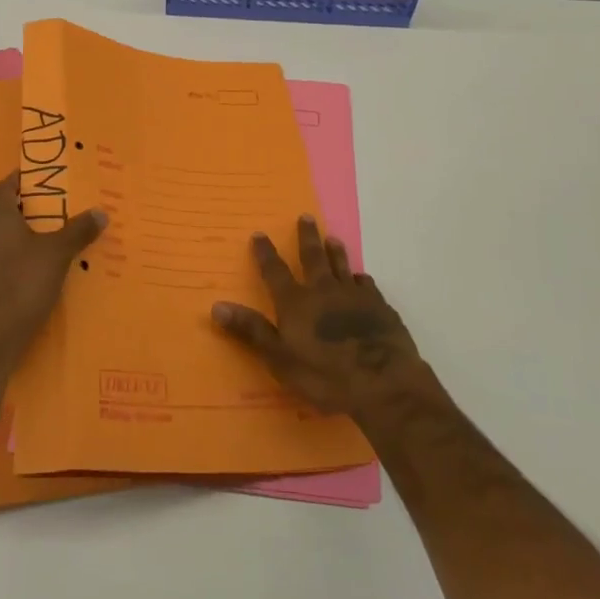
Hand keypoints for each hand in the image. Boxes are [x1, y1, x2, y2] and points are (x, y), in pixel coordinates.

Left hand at [0, 172, 105, 378]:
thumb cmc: (22, 284)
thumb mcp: (57, 254)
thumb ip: (78, 231)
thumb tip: (101, 210)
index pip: (4, 187)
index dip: (19, 180)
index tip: (38, 178)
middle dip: (20, 207)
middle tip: (49, 207)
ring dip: (15, 233)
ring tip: (44, 237)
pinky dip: (11, 257)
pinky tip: (31, 269)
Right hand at [211, 215, 426, 416]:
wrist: (383, 382)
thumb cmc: (325, 375)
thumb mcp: (279, 359)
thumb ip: (251, 331)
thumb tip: (216, 306)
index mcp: (295, 303)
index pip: (275, 271)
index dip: (266, 253)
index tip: (260, 234)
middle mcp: (323, 291)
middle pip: (312, 258)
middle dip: (306, 237)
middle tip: (306, 217)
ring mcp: (354, 296)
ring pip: (342, 265)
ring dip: (335, 251)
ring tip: (332, 238)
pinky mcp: (379, 307)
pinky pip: (367, 285)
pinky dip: (361, 279)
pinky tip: (362, 278)